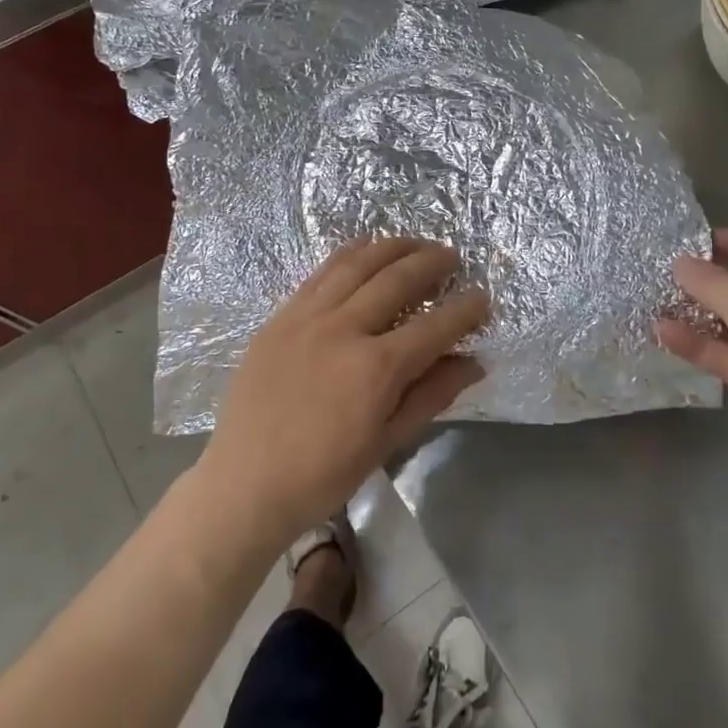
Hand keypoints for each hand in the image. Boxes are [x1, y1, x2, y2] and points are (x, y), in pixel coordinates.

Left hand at [199, 238, 489, 544]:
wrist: (244, 483)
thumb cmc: (322, 475)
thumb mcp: (386, 442)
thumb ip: (431, 395)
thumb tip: (474, 363)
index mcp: (375, 368)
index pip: (434, 326)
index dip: (465, 309)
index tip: (483, 295)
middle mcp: (343, 329)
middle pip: (396, 279)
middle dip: (431, 262)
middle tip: (452, 257)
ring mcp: (307, 317)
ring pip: (357, 264)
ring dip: (392, 247)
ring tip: (415, 244)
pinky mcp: (281, 316)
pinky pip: (321, 273)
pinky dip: (349, 255)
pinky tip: (364, 250)